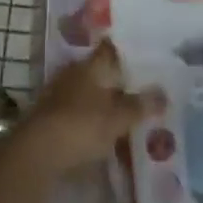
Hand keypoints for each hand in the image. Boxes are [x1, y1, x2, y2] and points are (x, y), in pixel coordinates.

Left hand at [15, 40, 157, 175]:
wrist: (37, 153)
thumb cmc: (81, 126)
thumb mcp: (117, 118)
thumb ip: (140, 105)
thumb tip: (164, 93)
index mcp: (90, 66)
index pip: (111, 49)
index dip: (127, 50)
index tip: (145, 55)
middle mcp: (74, 74)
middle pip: (100, 72)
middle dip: (119, 80)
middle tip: (143, 89)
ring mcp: (59, 95)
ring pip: (89, 93)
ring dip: (104, 102)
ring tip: (126, 114)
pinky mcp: (50, 118)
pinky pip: (78, 113)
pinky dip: (91, 120)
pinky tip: (103, 133)